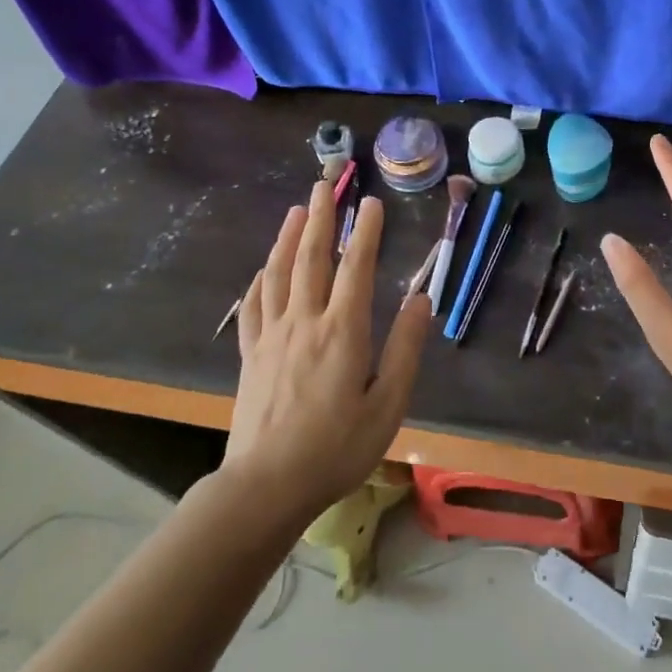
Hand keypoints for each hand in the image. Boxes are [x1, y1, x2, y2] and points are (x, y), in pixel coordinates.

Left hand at [224, 182, 428, 521]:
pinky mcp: (250, 354)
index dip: (365, 231)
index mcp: (343, 331)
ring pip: (278, 273)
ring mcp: (271, 336)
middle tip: (325, 185)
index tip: (371, 202)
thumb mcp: (387, 404)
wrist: (266, 486)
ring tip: (297, 210)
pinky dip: (260, 280)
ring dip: (288, 237)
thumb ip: (406, 348)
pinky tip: (264, 269)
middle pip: (311, 258)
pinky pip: (253, 306)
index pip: (355, 267)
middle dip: (321, 218)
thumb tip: (420, 299)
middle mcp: (305, 321)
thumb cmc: (337, 448)